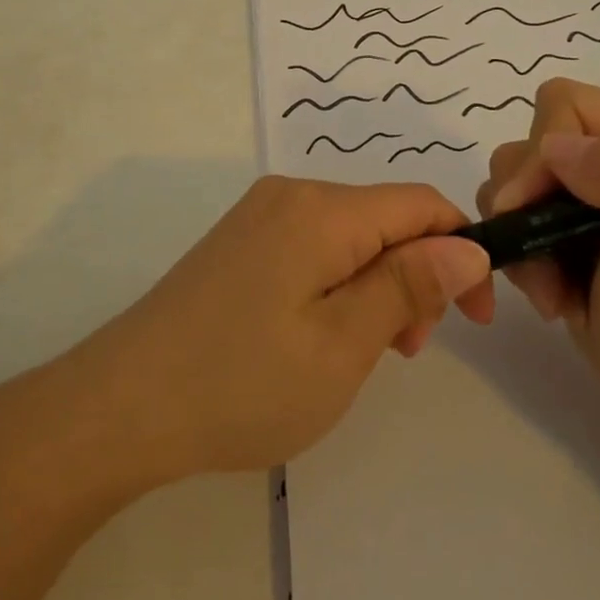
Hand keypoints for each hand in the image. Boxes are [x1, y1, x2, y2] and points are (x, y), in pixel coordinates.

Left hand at [81, 176, 492, 481]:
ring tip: (366, 353)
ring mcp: (258, 217)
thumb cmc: (243, 382)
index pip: (421, 204)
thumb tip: (467, 246)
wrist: (123, 405)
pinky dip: (338, 284)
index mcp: (322, 209)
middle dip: (416, 274)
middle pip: (385, 218)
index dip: (462, 251)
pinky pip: (313, 248)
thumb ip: (408, 285)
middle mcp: (290, 195)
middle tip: (406, 350)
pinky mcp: (239, 243)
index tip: (477, 319)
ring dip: (378, 285)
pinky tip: (322, 335)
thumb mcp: (342, 343)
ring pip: (350, 236)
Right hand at [477, 78, 599, 454]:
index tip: (533, 214)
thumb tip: (553, 147)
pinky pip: (513, 216)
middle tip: (546, 266)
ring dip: (522, 238)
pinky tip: (552, 294)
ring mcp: (597, 196)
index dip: (543, 156)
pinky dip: (521, 256)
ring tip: (552, 290)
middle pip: (535, 140)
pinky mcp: (569, 229)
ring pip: (514, 179)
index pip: (571, 107)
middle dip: (526, 204)